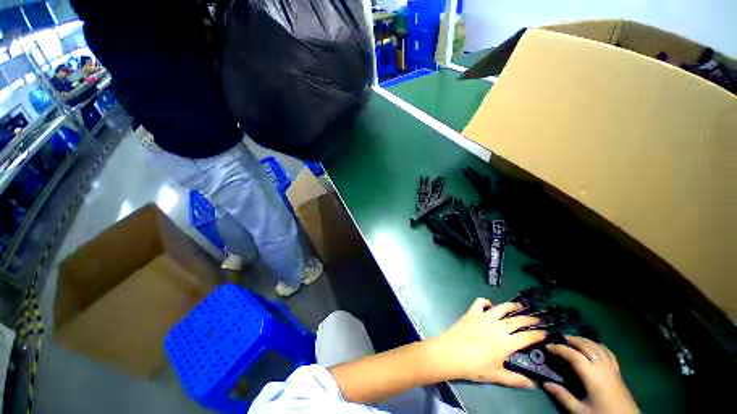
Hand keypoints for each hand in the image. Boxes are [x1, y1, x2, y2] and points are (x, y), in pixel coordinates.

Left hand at [429, 298, 545, 387]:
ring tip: (519, 305)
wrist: (453, 352)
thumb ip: (515, 379)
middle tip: (537, 318)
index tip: (545, 332)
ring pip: (501, 308)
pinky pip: (480, 302)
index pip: (526, 337)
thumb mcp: (497, 376)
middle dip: (529, 319)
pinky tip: (489, 305)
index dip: (537, 335)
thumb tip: (533, 385)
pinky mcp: (473, 312)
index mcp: (507, 343)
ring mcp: (485, 317)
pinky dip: (485, 302)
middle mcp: (498, 326)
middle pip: (517, 321)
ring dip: (511, 306)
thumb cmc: (475, 366)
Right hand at [544, 336, 638, 413]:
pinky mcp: (618, 372)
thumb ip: (563, 396)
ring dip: (584, 340)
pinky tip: (594, 347)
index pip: (573, 355)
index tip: (547, 346)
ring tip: (574, 339)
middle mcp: (602, 367)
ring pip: (598, 347)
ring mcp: (612, 368)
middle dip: (572, 340)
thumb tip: (544, 383)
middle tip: (559, 338)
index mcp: (592, 375)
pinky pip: (608, 352)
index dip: (559, 349)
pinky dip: (598, 346)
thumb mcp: (580, 411)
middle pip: (587, 346)